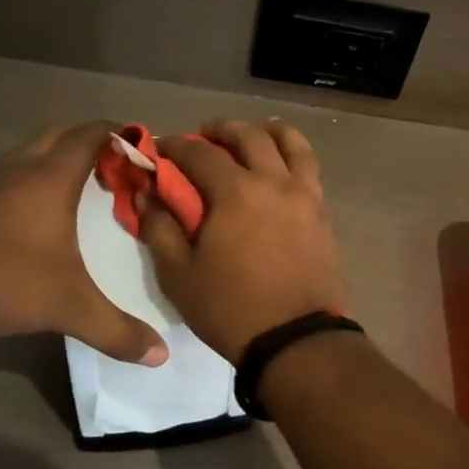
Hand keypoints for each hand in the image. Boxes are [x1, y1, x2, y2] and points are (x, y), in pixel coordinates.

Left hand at [0, 121, 167, 364]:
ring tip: (81, 189)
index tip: (143, 148)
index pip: (92, 134)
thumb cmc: (6, 276)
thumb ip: (116, 329)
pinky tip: (35, 214)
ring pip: (31, 154)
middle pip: (62, 136)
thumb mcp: (68, 306)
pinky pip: (9, 175)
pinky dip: (30, 181)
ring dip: (57, 161)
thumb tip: (161, 354)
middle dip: (91, 144)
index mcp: (52, 176)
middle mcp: (21, 167)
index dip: (120, 133)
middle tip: (116, 169)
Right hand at [138, 119, 347, 362]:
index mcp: (235, 192)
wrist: (296, 339)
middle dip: (221, 129)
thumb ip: (160, 228)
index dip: (175, 145)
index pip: (199, 153)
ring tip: (255, 134)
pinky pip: (310, 168)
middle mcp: (273, 182)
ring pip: (291, 144)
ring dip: (267, 131)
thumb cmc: (231, 308)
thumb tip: (146, 194)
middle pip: (248, 136)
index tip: (160, 147)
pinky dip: (294, 154)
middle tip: (205, 134)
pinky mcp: (322, 213)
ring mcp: (304, 195)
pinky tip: (283, 164)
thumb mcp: (179, 275)